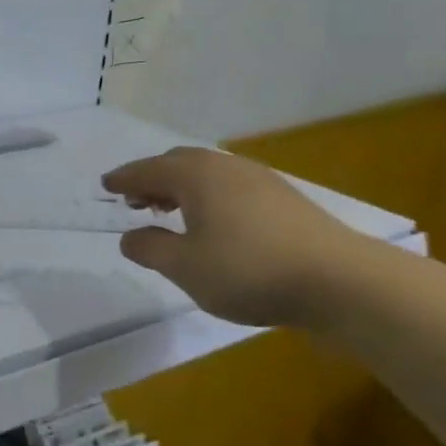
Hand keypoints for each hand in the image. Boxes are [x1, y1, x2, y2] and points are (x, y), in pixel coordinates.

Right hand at [101, 147, 366, 327]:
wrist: (340, 281)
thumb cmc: (249, 270)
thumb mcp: (185, 267)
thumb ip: (150, 248)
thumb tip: (129, 236)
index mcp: (196, 176)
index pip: (148, 170)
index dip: (124, 178)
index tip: (105, 185)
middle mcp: (226, 168)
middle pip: (179, 164)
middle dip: (153, 179)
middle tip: (134, 200)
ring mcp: (260, 181)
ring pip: (208, 174)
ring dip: (181, 188)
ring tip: (169, 212)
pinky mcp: (284, 201)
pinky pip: (230, 187)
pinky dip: (208, 198)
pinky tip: (213, 224)